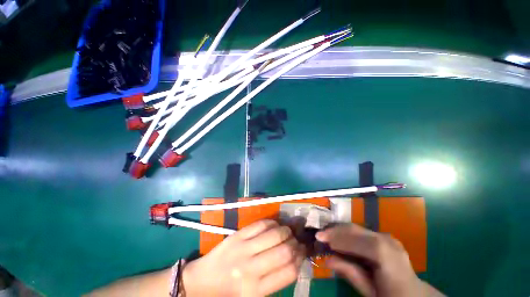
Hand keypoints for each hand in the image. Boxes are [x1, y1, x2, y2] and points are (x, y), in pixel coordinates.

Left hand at [182, 220, 305, 296]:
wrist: (202, 281)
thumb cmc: (230, 292)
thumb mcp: (254, 296)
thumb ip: (275, 280)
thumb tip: (294, 259)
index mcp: (256, 291)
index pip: (289, 272)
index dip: (300, 259)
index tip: (302, 252)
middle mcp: (251, 269)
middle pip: (284, 251)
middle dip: (295, 243)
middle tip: (296, 241)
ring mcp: (243, 249)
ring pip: (274, 234)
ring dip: (286, 230)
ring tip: (287, 231)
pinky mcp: (237, 235)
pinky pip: (261, 224)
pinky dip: (272, 223)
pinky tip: (275, 225)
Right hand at [316, 224, 444, 296]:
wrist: (414, 295)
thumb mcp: (370, 291)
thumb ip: (350, 273)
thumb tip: (327, 259)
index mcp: (385, 254)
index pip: (356, 240)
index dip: (336, 237)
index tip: (319, 238)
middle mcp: (386, 240)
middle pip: (355, 229)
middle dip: (334, 230)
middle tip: (319, 234)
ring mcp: (386, 237)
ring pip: (356, 228)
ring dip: (339, 230)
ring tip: (326, 235)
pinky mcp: (384, 237)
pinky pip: (361, 232)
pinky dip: (347, 234)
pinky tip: (339, 237)